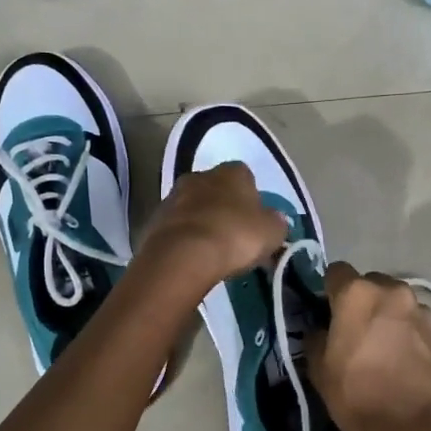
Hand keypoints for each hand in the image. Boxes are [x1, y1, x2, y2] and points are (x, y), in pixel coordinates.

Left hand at [137, 162, 287, 297]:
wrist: (183, 255)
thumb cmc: (235, 235)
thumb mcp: (272, 231)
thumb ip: (276, 222)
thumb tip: (274, 220)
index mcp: (232, 172)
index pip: (245, 176)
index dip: (251, 198)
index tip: (254, 221)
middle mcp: (200, 176)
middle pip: (216, 189)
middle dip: (224, 208)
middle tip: (233, 235)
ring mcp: (173, 197)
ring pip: (193, 207)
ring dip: (202, 222)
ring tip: (211, 250)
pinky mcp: (154, 220)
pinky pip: (176, 227)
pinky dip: (184, 238)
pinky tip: (192, 257)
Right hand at [308, 262, 430, 430]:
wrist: (405, 427)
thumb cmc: (354, 393)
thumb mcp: (318, 365)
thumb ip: (317, 334)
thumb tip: (323, 327)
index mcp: (357, 293)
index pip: (337, 271)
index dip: (330, 289)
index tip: (328, 309)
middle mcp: (392, 291)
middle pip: (371, 282)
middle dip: (362, 299)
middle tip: (356, 328)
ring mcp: (420, 310)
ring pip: (397, 301)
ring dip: (388, 314)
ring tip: (383, 344)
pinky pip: (415, 321)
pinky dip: (407, 331)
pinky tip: (402, 357)